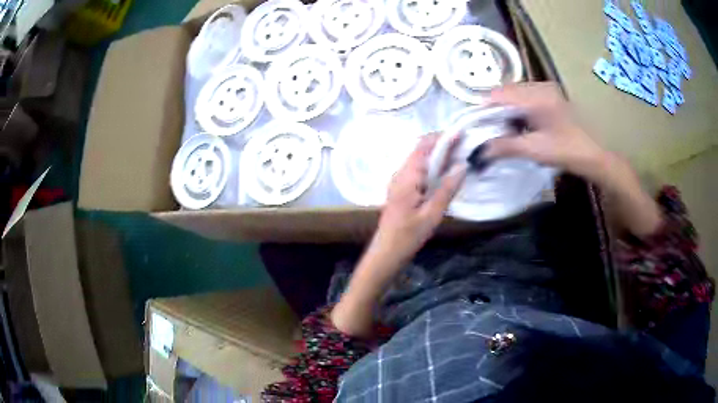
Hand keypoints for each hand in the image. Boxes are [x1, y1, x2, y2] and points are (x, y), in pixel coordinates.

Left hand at [376, 134, 467, 261]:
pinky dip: (431, 166)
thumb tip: (462, 166)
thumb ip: (447, 189)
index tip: (460, 133)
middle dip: (441, 144)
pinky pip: (417, 169)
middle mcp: (400, 173)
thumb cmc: (409, 234)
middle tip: (463, 145)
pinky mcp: (401, 188)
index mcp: (407, 177)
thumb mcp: (432, 214)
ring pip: (419, 159)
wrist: (387, 250)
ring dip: (437, 154)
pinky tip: (444, 171)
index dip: (442, 137)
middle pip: (421, 150)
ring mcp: (398, 180)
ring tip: (458, 155)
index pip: (423, 147)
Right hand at [484, 82, 607, 180]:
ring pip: (515, 95)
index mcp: (537, 96)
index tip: (475, 125)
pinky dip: (518, 111)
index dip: (484, 108)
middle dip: (495, 111)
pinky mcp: (551, 97)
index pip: (500, 94)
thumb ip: (505, 146)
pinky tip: (519, 126)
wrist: (594, 155)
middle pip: (507, 92)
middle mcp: (541, 86)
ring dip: (507, 111)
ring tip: (504, 130)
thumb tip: (480, 150)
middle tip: (489, 131)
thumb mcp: (534, 150)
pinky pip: (526, 99)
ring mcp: (547, 90)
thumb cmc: (567, 151)